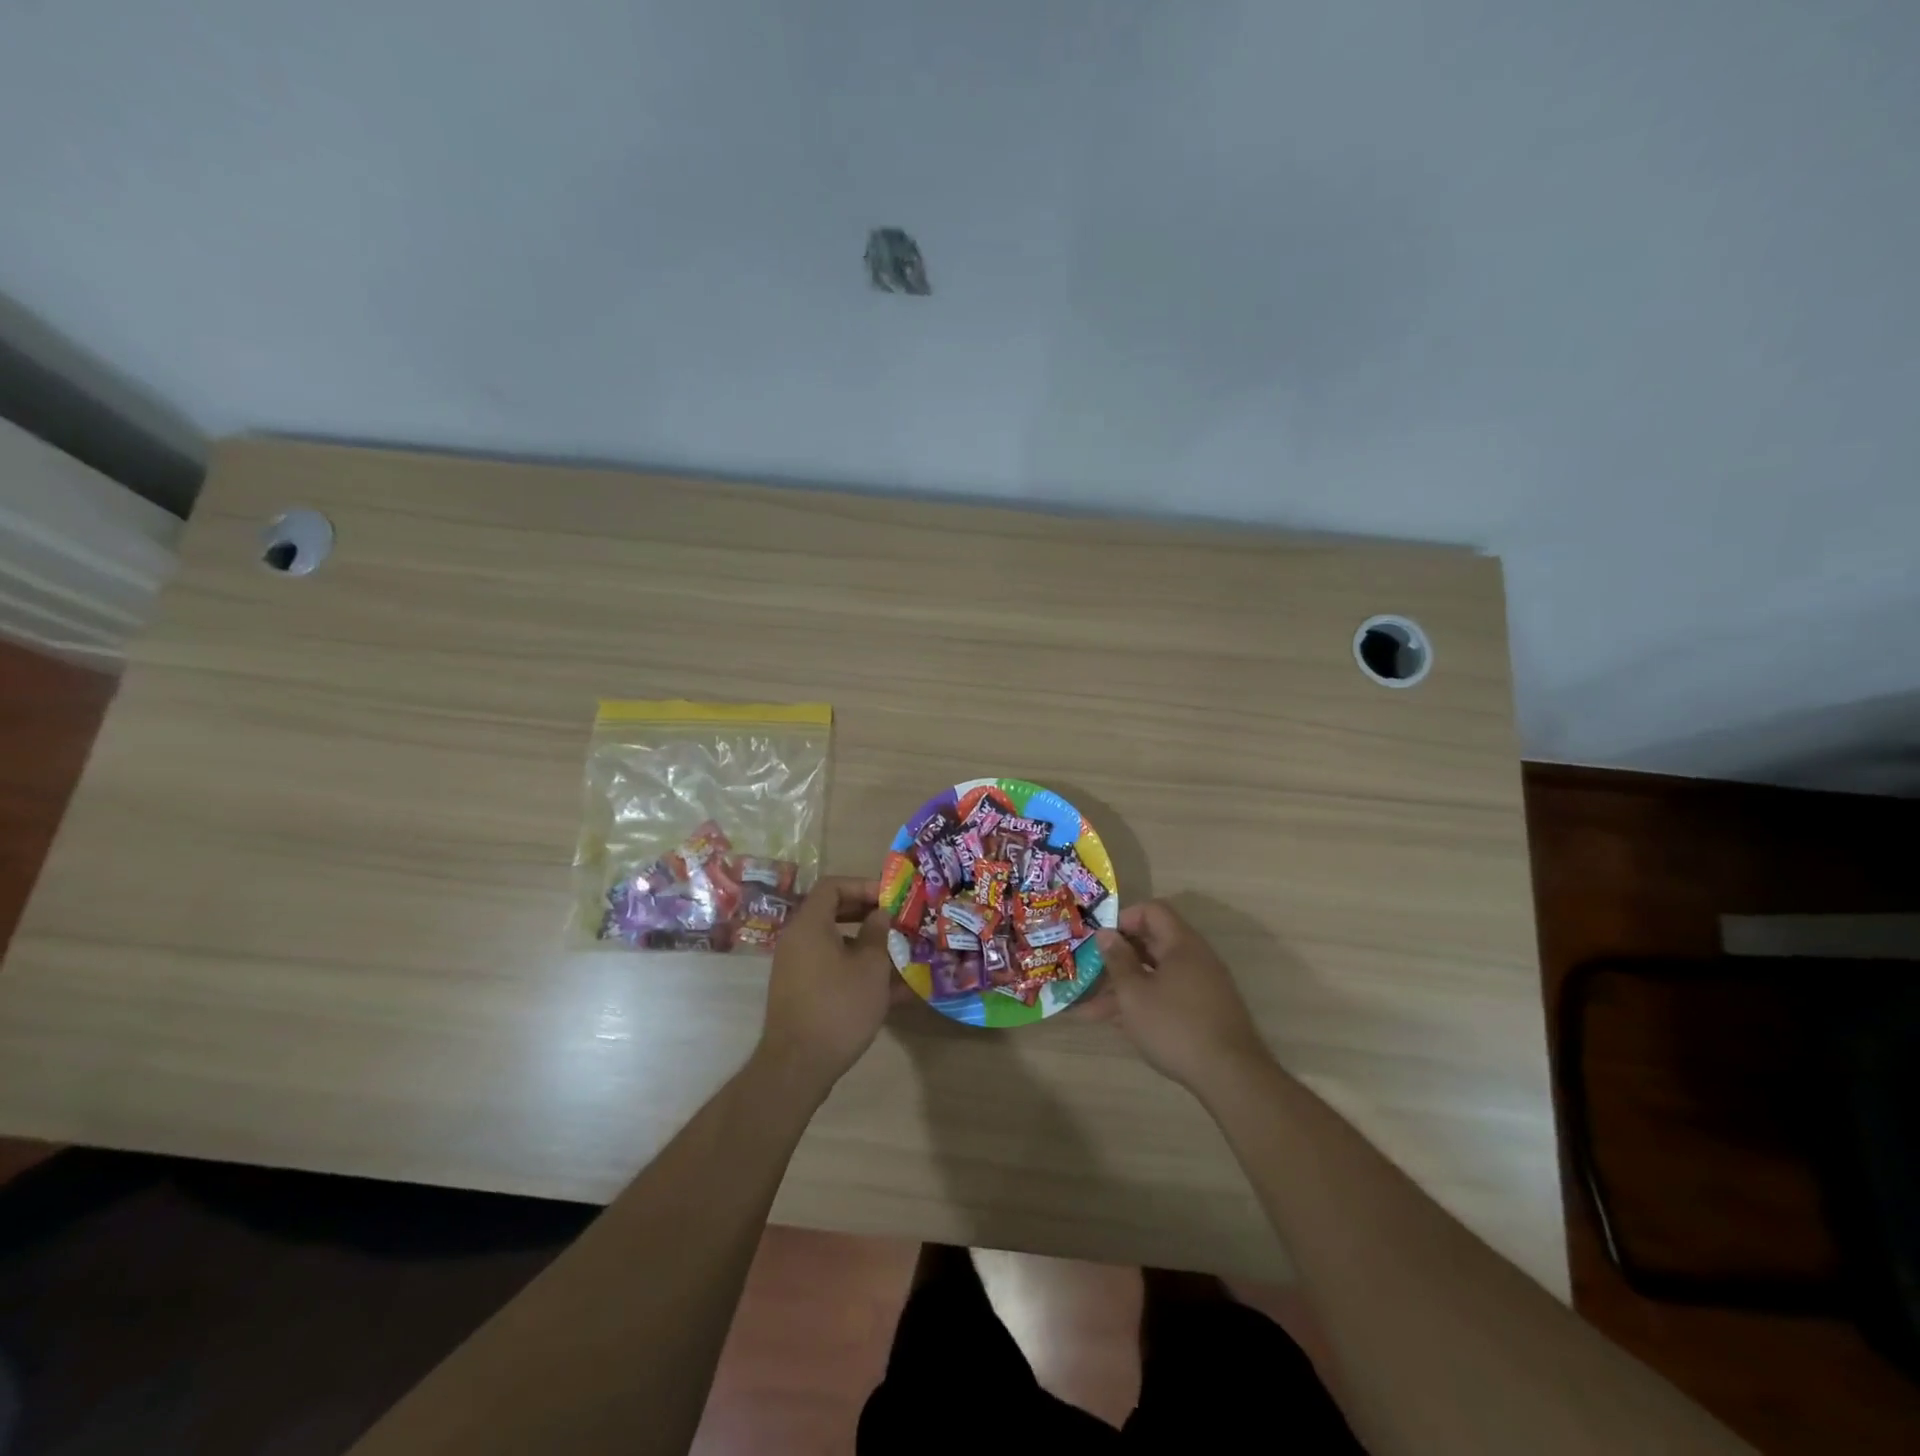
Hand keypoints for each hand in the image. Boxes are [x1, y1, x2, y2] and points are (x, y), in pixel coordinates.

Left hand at [757, 877, 894, 1093]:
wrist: (798, 1067)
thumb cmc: (838, 1007)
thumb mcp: (870, 967)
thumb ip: (877, 933)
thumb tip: (880, 914)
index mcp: (809, 925)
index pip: (832, 886)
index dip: (863, 885)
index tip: (890, 899)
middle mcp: (798, 941)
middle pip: (834, 913)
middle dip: (869, 916)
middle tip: (898, 921)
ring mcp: (798, 969)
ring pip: (837, 945)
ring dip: (869, 947)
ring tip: (903, 956)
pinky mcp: (803, 994)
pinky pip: (833, 970)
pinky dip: (859, 973)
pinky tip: (895, 992)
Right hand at [1096, 901, 1270, 1095]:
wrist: (1231, 1077)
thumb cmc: (1175, 1026)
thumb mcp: (1135, 993)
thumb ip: (1117, 960)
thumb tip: (1106, 934)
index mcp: (1181, 944)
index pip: (1152, 911)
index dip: (1123, 919)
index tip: (1101, 941)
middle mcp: (1194, 959)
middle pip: (1151, 945)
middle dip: (1116, 960)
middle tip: (1088, 974)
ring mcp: (1201, 987)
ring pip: (1154, 976)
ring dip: (1123, 989)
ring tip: (1087, 1011)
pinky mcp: (1202, 1012)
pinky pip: (1166, 997)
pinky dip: (1141, 1004)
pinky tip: (1115, 1024)